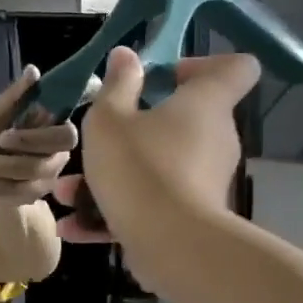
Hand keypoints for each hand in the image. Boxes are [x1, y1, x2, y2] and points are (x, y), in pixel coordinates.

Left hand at [0, 65, 77, 206]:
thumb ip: (14, 96)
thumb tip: (33, 70)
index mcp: (55, 131)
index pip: (67, 136)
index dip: (37, 137)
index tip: (4, 134)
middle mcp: (58, 157)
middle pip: (48, 163)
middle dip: (13, 160)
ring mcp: (48, 180)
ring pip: (30, 181)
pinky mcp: (34, 198)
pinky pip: (18, 197)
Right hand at [58, 47, 260, 278]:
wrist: (171, 246)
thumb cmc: (140, 167)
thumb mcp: (110, 119)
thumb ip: (116, 85)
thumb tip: (126, 55)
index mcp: (205, 103)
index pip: (235, 67)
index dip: (201, 64)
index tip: (161, 77)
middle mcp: (214, 138)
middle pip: (183, 121)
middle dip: (134, 127)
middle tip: (98, 136)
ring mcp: (205, 181)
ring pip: (156, 166)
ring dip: (113, 175)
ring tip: (67, 191)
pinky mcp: (192, 218)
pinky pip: (152, 203)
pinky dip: (117, 211)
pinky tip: (73, 227)